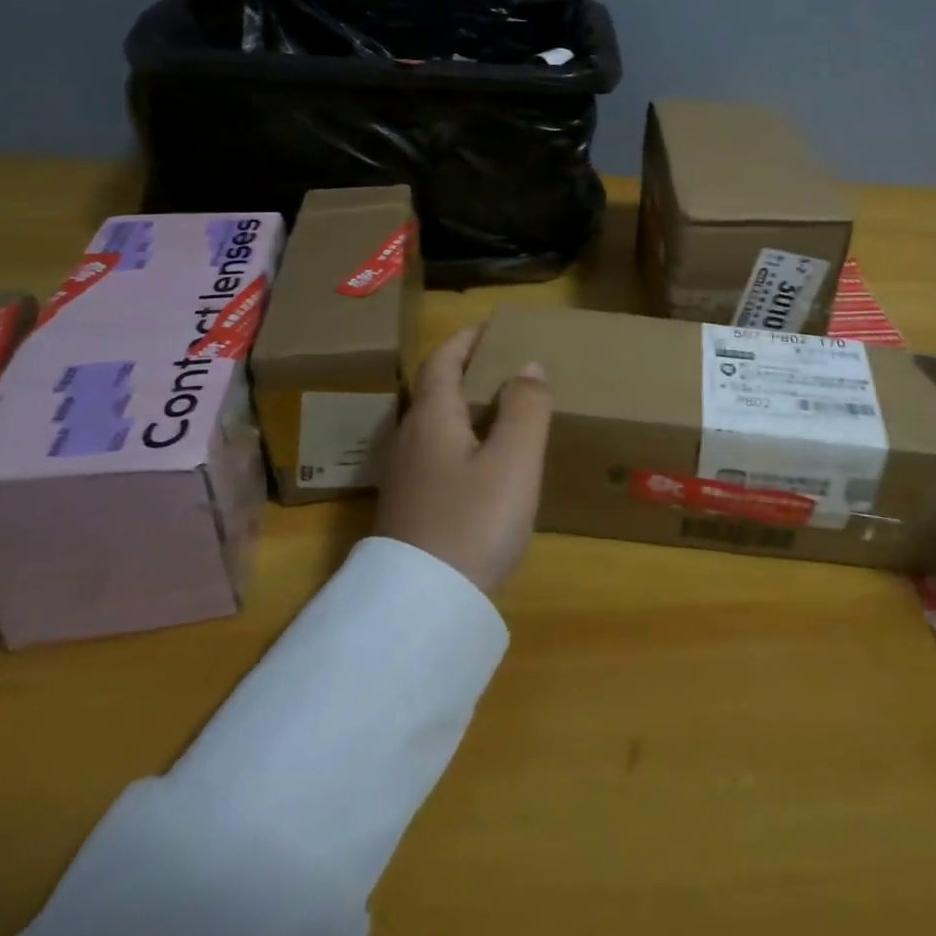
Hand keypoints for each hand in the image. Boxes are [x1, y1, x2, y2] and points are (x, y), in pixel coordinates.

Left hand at [373, 326, 552, 593]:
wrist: (423, 608)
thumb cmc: (473, 521)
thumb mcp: (513, 459)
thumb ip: (526, 406)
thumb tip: (528, 365)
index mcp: (433, 417)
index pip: (443, 360)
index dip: (466, 339)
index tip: (493, 326)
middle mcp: (411, 440)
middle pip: (437, 391)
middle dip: (470, 370)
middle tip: (510, 365)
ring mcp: (407, 478)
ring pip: (439, 425)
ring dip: (469, 407)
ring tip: (508, 409)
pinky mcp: (412, 509)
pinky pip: (441, 454)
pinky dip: (466, 439)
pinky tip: (489, 463)